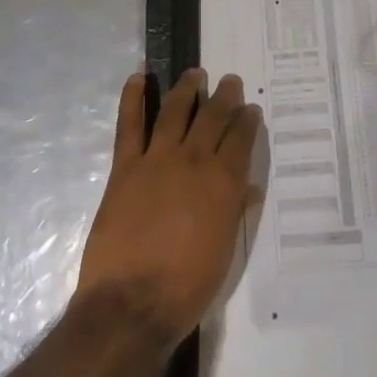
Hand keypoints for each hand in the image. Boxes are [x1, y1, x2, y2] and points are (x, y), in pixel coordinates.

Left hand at [76, 69, 262, 342]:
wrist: (132, 303)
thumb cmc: (186, 286)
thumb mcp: (224, 252)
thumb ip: (234, 212)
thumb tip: (248, 188)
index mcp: (224, 183)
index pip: (241, 139)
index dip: (247, 121)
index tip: (250, 109)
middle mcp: (194, 162)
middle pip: (213, 117)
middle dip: (224, 97)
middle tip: (230, 82)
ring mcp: (157, 160)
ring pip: (176, 112)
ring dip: (187, 89)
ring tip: (195, 73)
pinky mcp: (126, 167)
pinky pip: (130, 125)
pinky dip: (133, 99)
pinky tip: (138, 78)